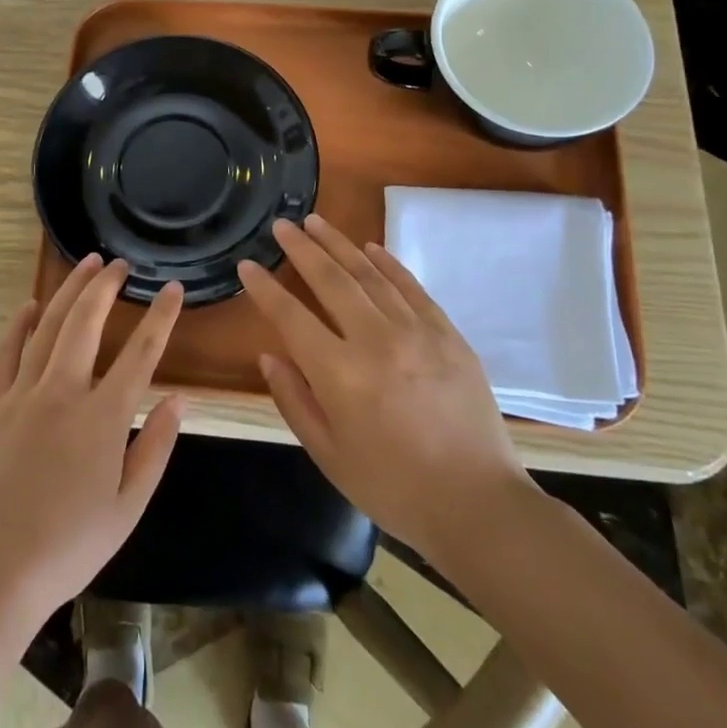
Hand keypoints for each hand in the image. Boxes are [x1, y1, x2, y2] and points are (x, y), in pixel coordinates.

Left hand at [0, 255, 185, 621]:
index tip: (172, 287)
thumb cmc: (69, 546)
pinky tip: (29, 306)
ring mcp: (22, 394)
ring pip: (47, 326)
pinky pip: (5, 352)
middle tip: (119, 263)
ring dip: (68, 291)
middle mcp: (63, 392)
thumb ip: (155, 448)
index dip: (161, 316)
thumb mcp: (128, 507)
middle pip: (87, 322)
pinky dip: (18, 324)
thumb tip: (179, 399)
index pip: (141, 352)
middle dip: (106, 286)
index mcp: (103, 417)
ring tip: (85, 265)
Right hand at [238, 215, 533, 561]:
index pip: (291, 316)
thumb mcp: (328, 454)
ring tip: (316, 222)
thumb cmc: (392, 488)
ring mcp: (417, 332)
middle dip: (301, 248)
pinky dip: (388, 264)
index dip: (265, 288)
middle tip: (282, 225)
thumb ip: (294, 399)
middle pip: (331, 280)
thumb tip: (269, 354)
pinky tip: (371, 248)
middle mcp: (376, 341)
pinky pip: (412, 287)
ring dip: (340, 244)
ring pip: (370, 274)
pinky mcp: (449, 335)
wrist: (478, 505)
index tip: (248, 264)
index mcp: (340, 374)